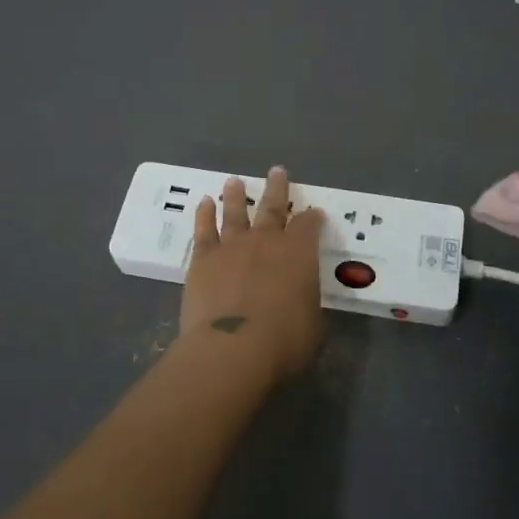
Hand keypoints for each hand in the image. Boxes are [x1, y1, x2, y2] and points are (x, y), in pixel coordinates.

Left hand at [181, 167, 327, 383]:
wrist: (232, 347)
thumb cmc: (283, 341)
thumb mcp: (313, 326)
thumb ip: (307, 305)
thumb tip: (303, 302)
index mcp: (299, 253)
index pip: (309, 225)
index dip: (313, 218)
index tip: (314, 212)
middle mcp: (266, 240)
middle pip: (273, 207)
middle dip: (277, 188)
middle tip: (276, 171)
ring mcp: (232, 246)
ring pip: (235, 212)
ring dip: (236, 196)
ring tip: (234, 181)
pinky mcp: (204, 259)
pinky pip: (204, 230)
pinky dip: (204, 214)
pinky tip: (204, 203)